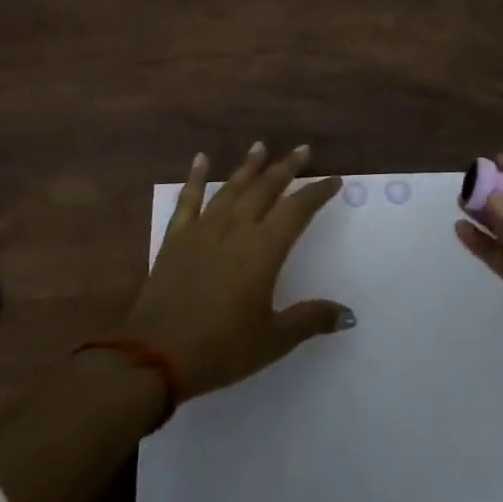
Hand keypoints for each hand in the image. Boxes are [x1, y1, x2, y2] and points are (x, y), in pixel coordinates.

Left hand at [120, 143, 351, 400]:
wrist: (154, 355)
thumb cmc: (221, 348)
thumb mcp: (273, 340)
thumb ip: (310, 320)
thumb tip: (348, 315)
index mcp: (264, 250)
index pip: (297, 210)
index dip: (317, 193)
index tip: (334, 180)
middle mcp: (236, 229)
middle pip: (266, 188)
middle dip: (287, 167)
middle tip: (303, 150)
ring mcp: (203, 229)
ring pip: (231, 187)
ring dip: (249, 166)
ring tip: (261, 146)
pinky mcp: (176, 237)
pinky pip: (189, 199)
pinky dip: (196, 177)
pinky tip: (201, 159)